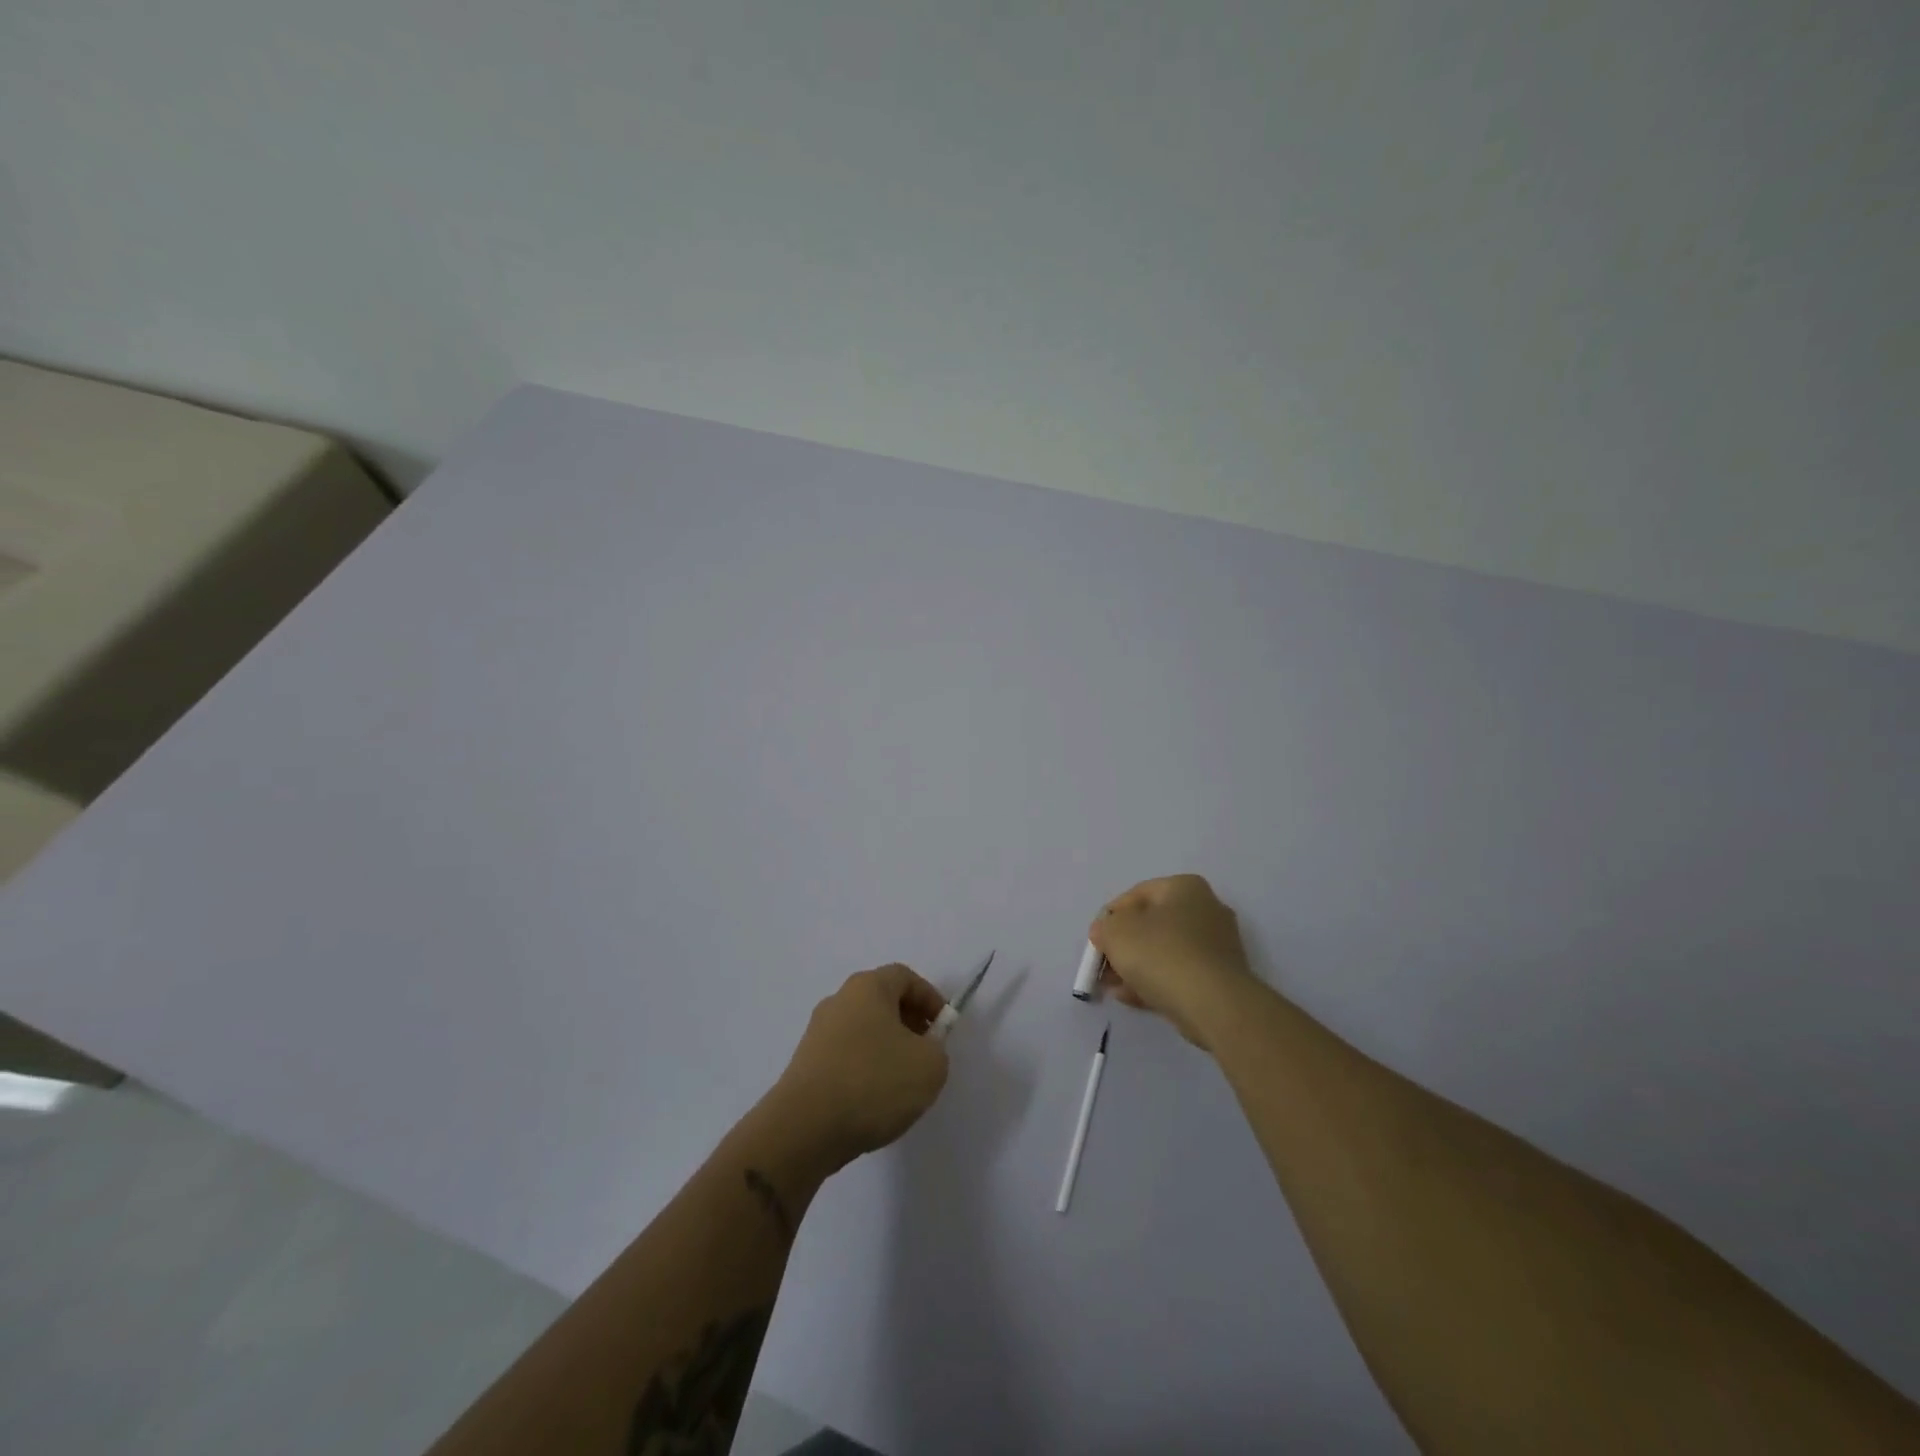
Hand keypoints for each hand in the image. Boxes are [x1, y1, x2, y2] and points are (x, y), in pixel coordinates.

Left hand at [772, 964, 950, 1170]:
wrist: (804, 1128)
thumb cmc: (873, 1083)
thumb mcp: (929, 1066)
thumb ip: (937, 1049)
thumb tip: (923, 1049)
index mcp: (867, 987)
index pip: (905, 977)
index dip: (930, 998)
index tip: (944, 1028)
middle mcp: (839, 1000)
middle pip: (882, 1001)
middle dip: (910, 1023)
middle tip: (927, 1053)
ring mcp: (817, 1033)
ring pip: (863, 1030)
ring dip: (887, 1048)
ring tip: (902, 1083)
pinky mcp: (805, 1064)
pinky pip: (846, 1055)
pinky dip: (864, 1068)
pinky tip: (873, 1100)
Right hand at [1089, 874, 1254, 1050]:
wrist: (1214, 1005)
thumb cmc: (1162, 954)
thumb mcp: (1117, 933)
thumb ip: (1104, 928)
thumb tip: (1104, 932)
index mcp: (1186, 888)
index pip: (1138, 894)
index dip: (1111, 916)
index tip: (1097, 939)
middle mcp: (1206, 909)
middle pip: (1152, 924)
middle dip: (1124, 945)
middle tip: (1104, 965)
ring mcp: (1217, 946)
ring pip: (1165, 951)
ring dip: (1136, 966)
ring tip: (1112, 986)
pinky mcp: (1220, 978)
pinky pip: (1180, 973)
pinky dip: (1156, 981)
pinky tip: (1132, 997)